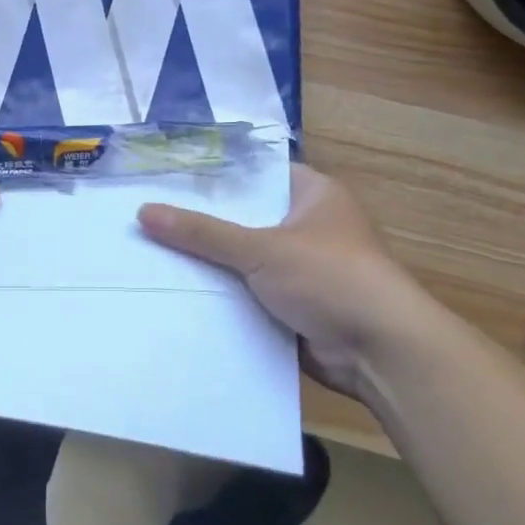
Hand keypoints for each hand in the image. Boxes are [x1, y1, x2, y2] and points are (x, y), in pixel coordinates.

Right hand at [137, 164, 432, 397]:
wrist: (382, 352)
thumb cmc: (330, 278)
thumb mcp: (261, 249)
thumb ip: (202, 232)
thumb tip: (143, 211)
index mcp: (314, 194)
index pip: (256, 173)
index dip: (215, 175)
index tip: (168, 177)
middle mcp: (310, 225)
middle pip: (246, 217)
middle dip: (204, 222)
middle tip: (150, 216)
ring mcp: (304, 268)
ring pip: (246, 258)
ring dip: (212, 263)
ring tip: (153, 252)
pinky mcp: (297, 305)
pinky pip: (251, 292)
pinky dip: (225, 295)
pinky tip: (181, 292)